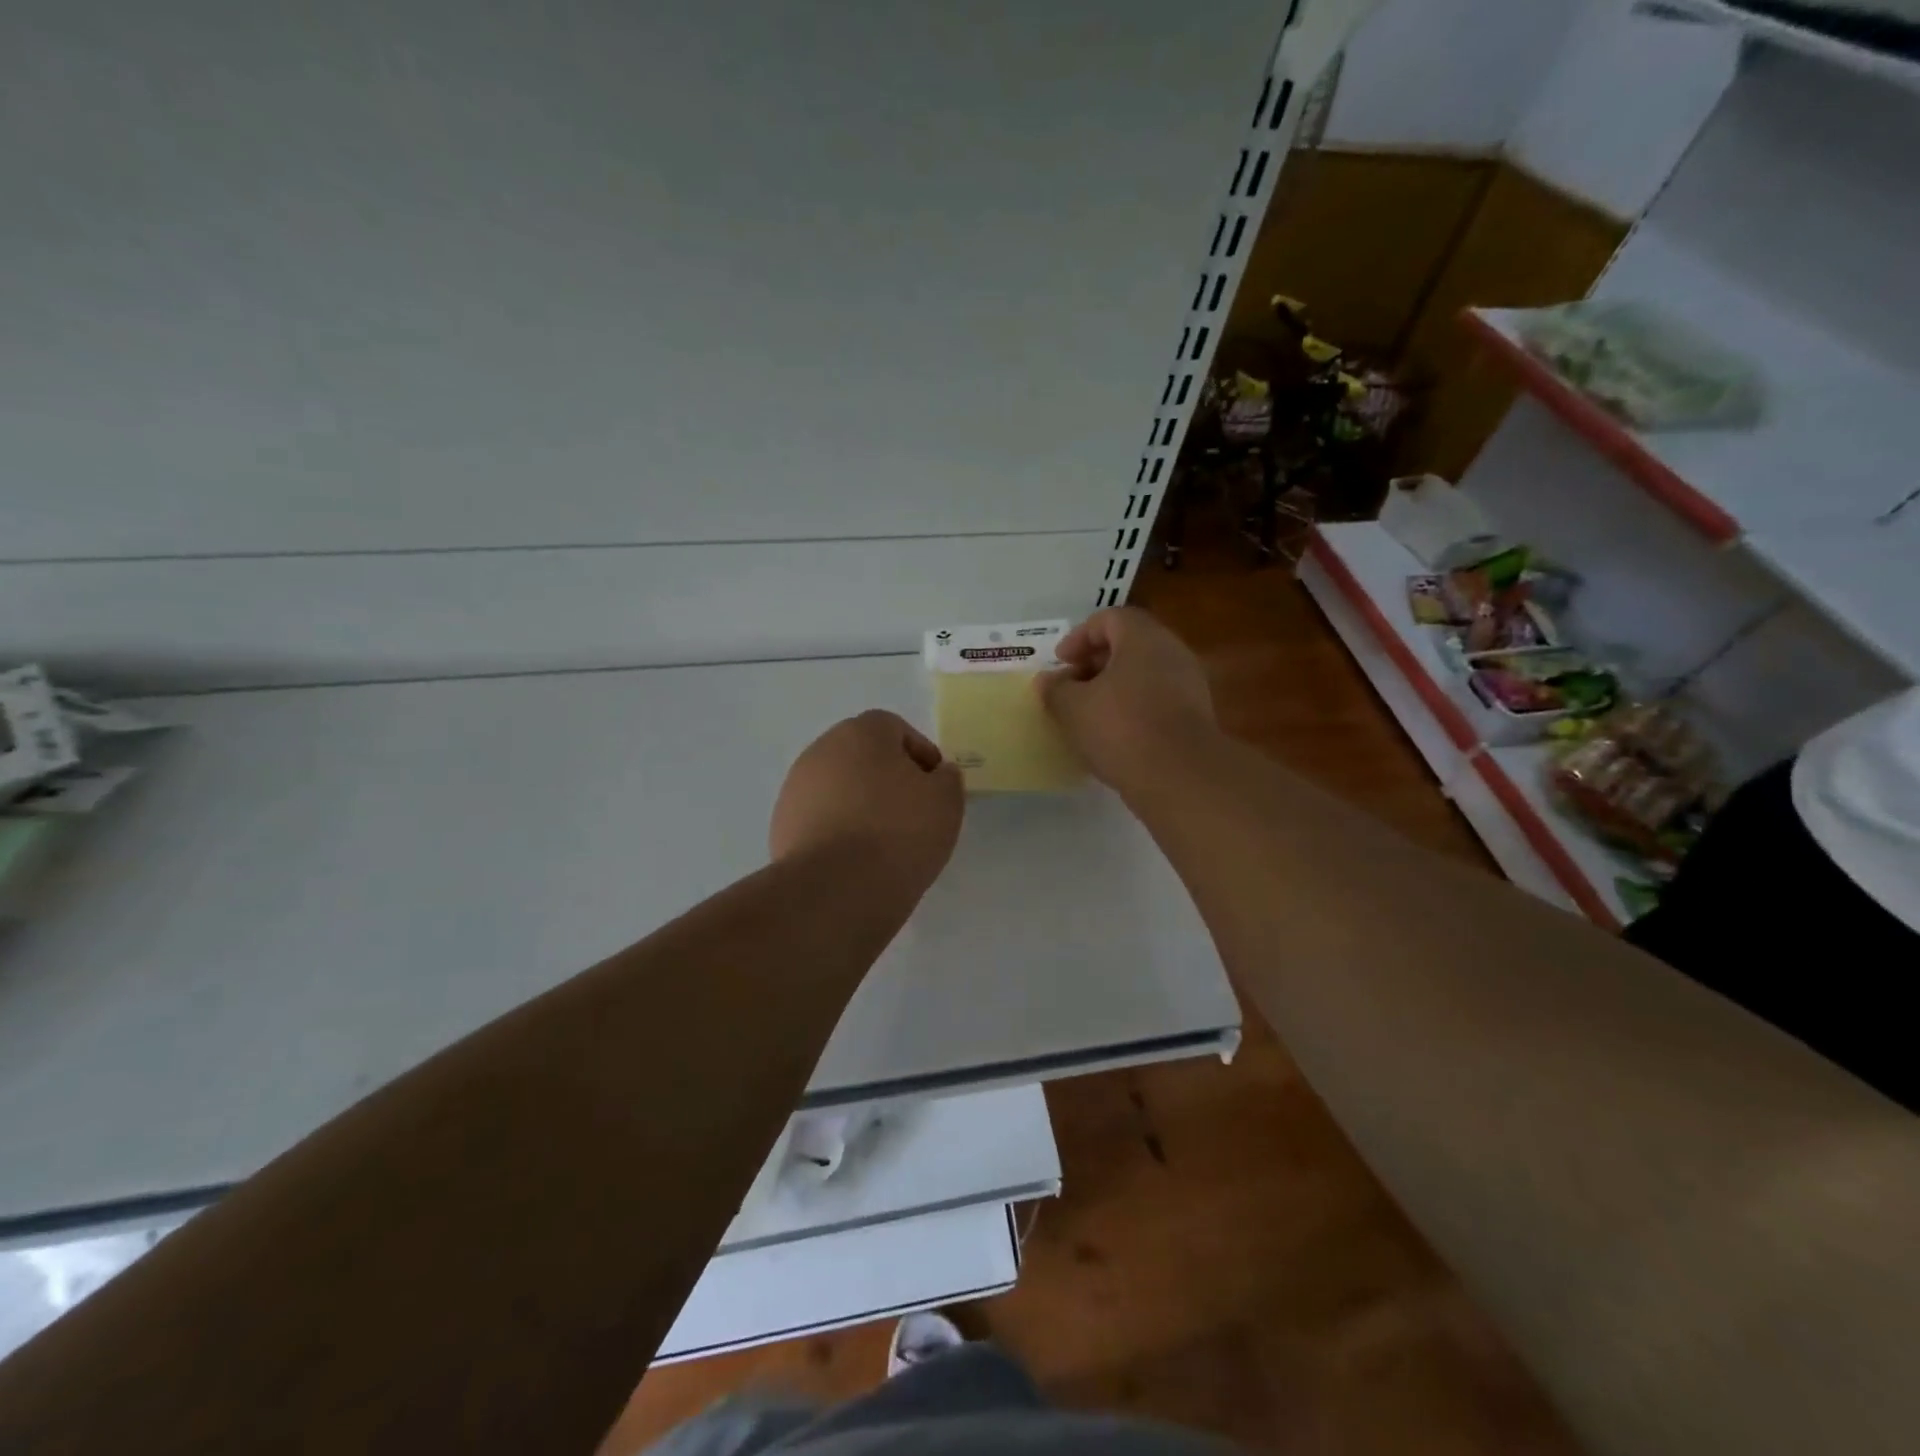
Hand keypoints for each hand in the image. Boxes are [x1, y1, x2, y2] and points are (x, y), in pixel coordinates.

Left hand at [769, 710, 964, 898]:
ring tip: (883, 843)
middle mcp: (823, 749)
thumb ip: (947, 779)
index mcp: (862, 732)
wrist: (835, 888)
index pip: (896, 730)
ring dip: (860, 805)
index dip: (920, 757)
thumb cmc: (899, 832)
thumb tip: (936, 774)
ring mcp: (796, 787)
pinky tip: (855, 860)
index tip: (935, 789)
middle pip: (863, 756)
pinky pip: (820, 819)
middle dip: (887, 779)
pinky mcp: (782, 824)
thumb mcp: (946, 802)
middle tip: (911, 814)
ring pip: (839, 788)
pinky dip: (838, 830)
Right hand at [1038, 607, 1217, 795]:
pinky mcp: (1195, 716)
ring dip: (1114, 688)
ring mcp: (1189, 684)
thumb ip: (1056, 690)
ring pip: (1144, 674)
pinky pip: (1158, 700)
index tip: (1060, 662)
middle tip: (1071, 687)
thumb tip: (1047, 681)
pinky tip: (1115, 736)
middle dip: (1095, 663)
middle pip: (1129, 644)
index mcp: (1143, 638)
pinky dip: (1133, 708)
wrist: (1181, 777)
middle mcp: (1172, 652)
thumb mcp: (1073, 708)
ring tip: (1089, 714)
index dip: (1079, 636)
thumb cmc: (1121, 729)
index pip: (1109, 618)